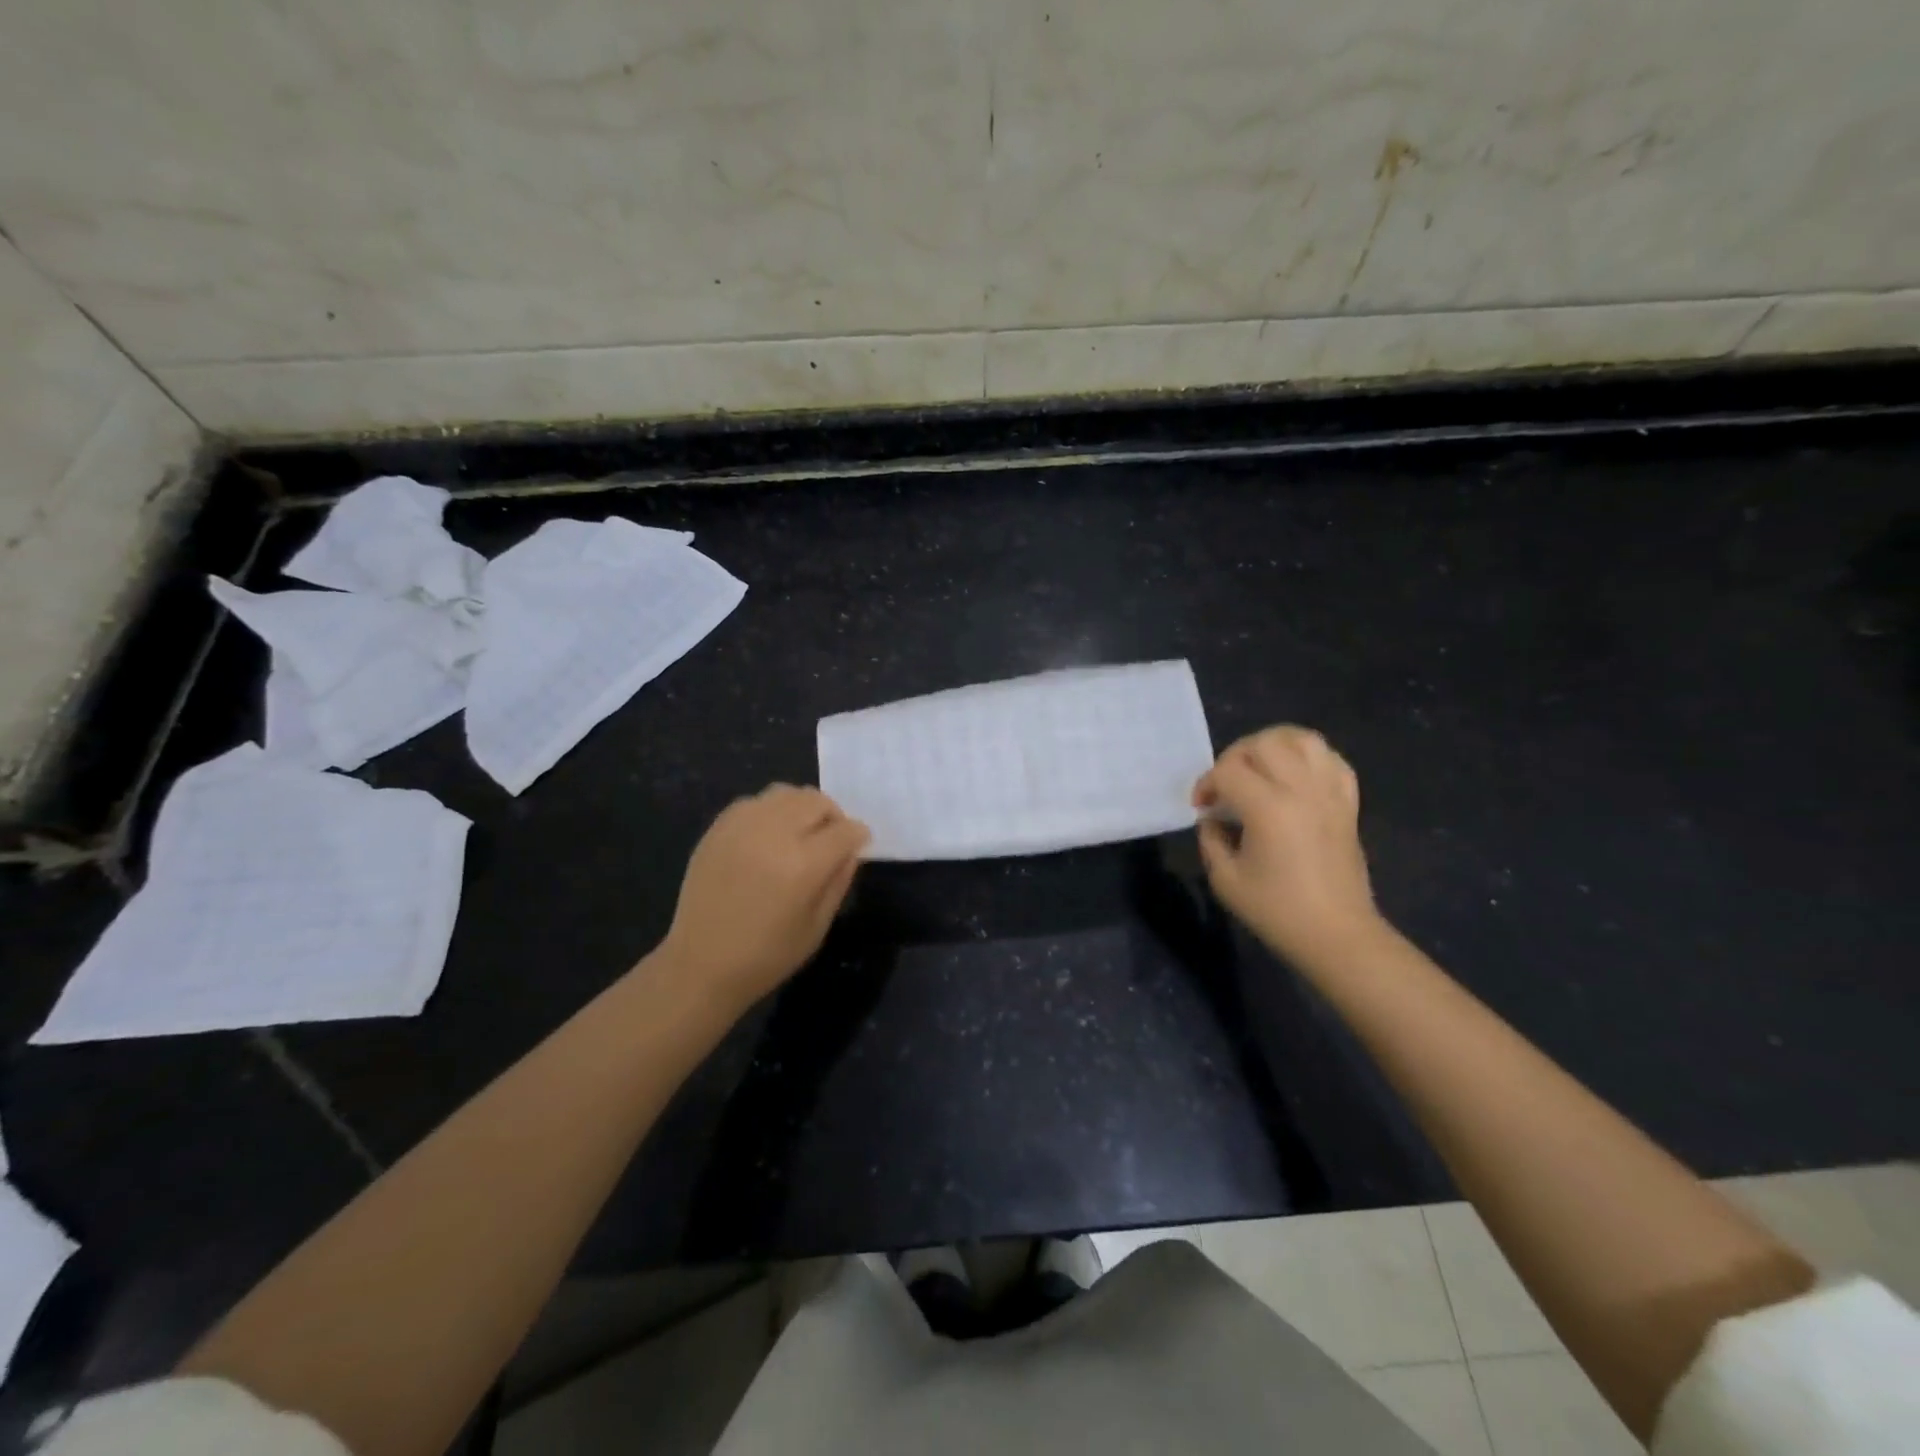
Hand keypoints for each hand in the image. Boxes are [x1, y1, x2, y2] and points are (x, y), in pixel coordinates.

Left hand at [658, 785, 869, 1012]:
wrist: (700, 965)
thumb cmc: (767, 955)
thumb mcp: (818, 926)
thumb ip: (839, 880)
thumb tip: (851, 849)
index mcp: (804, 865)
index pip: (845, 830)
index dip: (858, 836)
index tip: (858, 845)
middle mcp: (774, 835)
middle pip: (817, 801)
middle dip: (833, 816)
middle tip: (830, 840)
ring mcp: (742, 827)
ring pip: (786, 793)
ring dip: (802, 808)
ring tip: (799, 833)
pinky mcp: (719, 828)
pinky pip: (755, 802)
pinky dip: (771, 811)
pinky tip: (769, 836)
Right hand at [1193, 726, 1385, 969]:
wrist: (1337, 934)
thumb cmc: (1277, 911)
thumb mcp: (1226, 879)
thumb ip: (1211, 839)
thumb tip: (1213, 818)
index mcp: (1268, 808)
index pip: (1228, 771)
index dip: (1207, 783)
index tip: (1201, 807)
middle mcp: (1302, 790)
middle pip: (1263, 743)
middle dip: (1235, 757)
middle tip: (1226, 784)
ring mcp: (1330, 793)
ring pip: (1302, 739)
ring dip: (1273, 745)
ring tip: (1259, 767)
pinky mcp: (1348, 803)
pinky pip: (1332, 760)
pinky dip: (1309, 757)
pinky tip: (1293, 774)